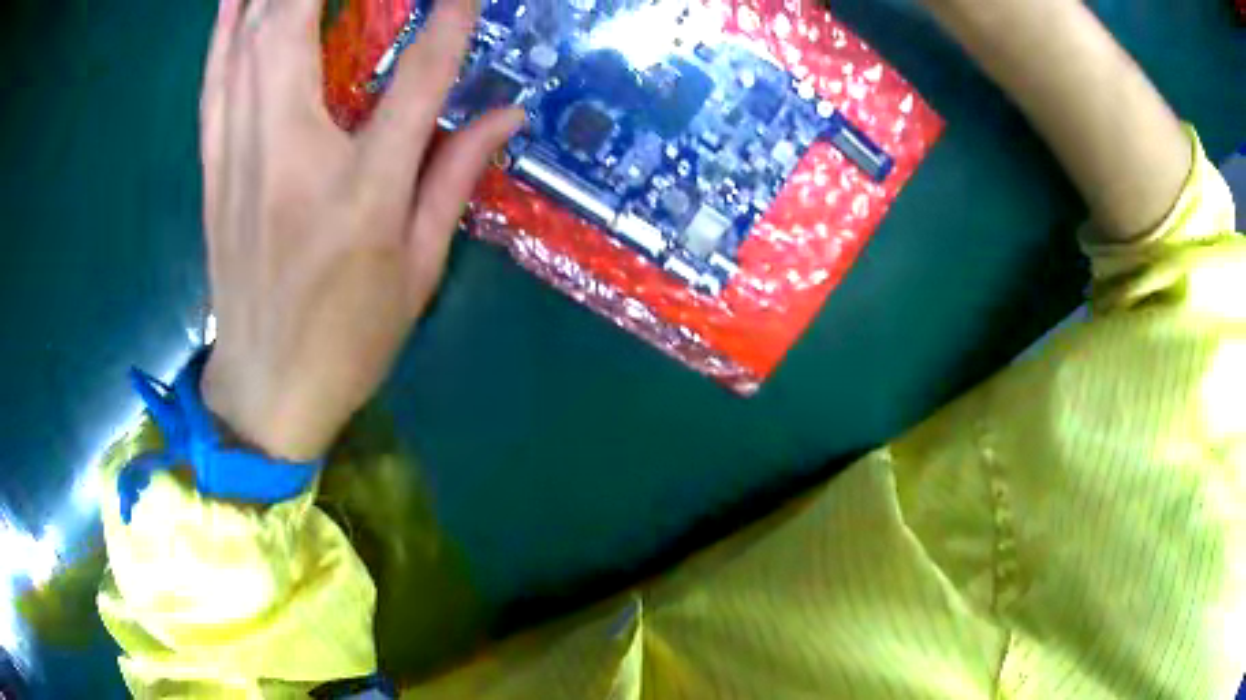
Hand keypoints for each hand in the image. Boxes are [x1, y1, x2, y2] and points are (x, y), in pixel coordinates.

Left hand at [198, 0, 521, 460]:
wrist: (263, 390)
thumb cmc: (346, 341)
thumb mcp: (418, 272)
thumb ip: (455, 178)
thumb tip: (505, 115)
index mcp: (361, 194)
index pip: (415, 79)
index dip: (448, 21)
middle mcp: (292, 158)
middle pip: (296, 33)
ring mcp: (241, 159)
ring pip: (248, 45)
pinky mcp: (215, 170)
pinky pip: (215, 82)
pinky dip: (224, 30)